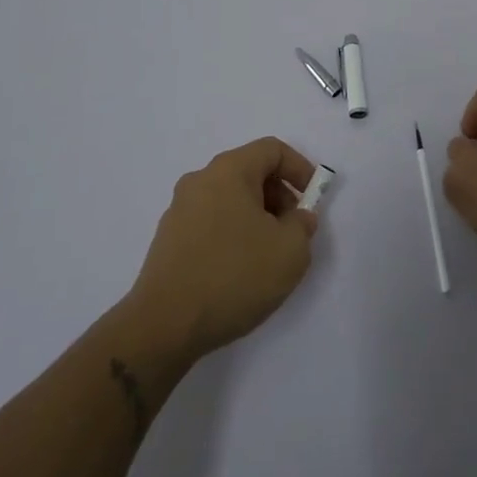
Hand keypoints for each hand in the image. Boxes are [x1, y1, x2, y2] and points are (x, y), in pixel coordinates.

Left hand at [128, 137, 319, 360]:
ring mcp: (179, 210)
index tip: (313, 199)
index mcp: (229, 170)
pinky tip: (240, 272)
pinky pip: (211, 222)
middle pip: (250, 172)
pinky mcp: (168, 240)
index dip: (300, 168)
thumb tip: (296, 218)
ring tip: (269, 256)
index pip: (272, 150)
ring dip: (257, 218)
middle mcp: (200, 180)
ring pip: (230, 199)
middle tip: (294, 231)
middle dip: (279, 196)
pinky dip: (233, 234)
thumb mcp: (290, 251)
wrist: (164, 326)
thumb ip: (303, 225)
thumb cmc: (234, 276)